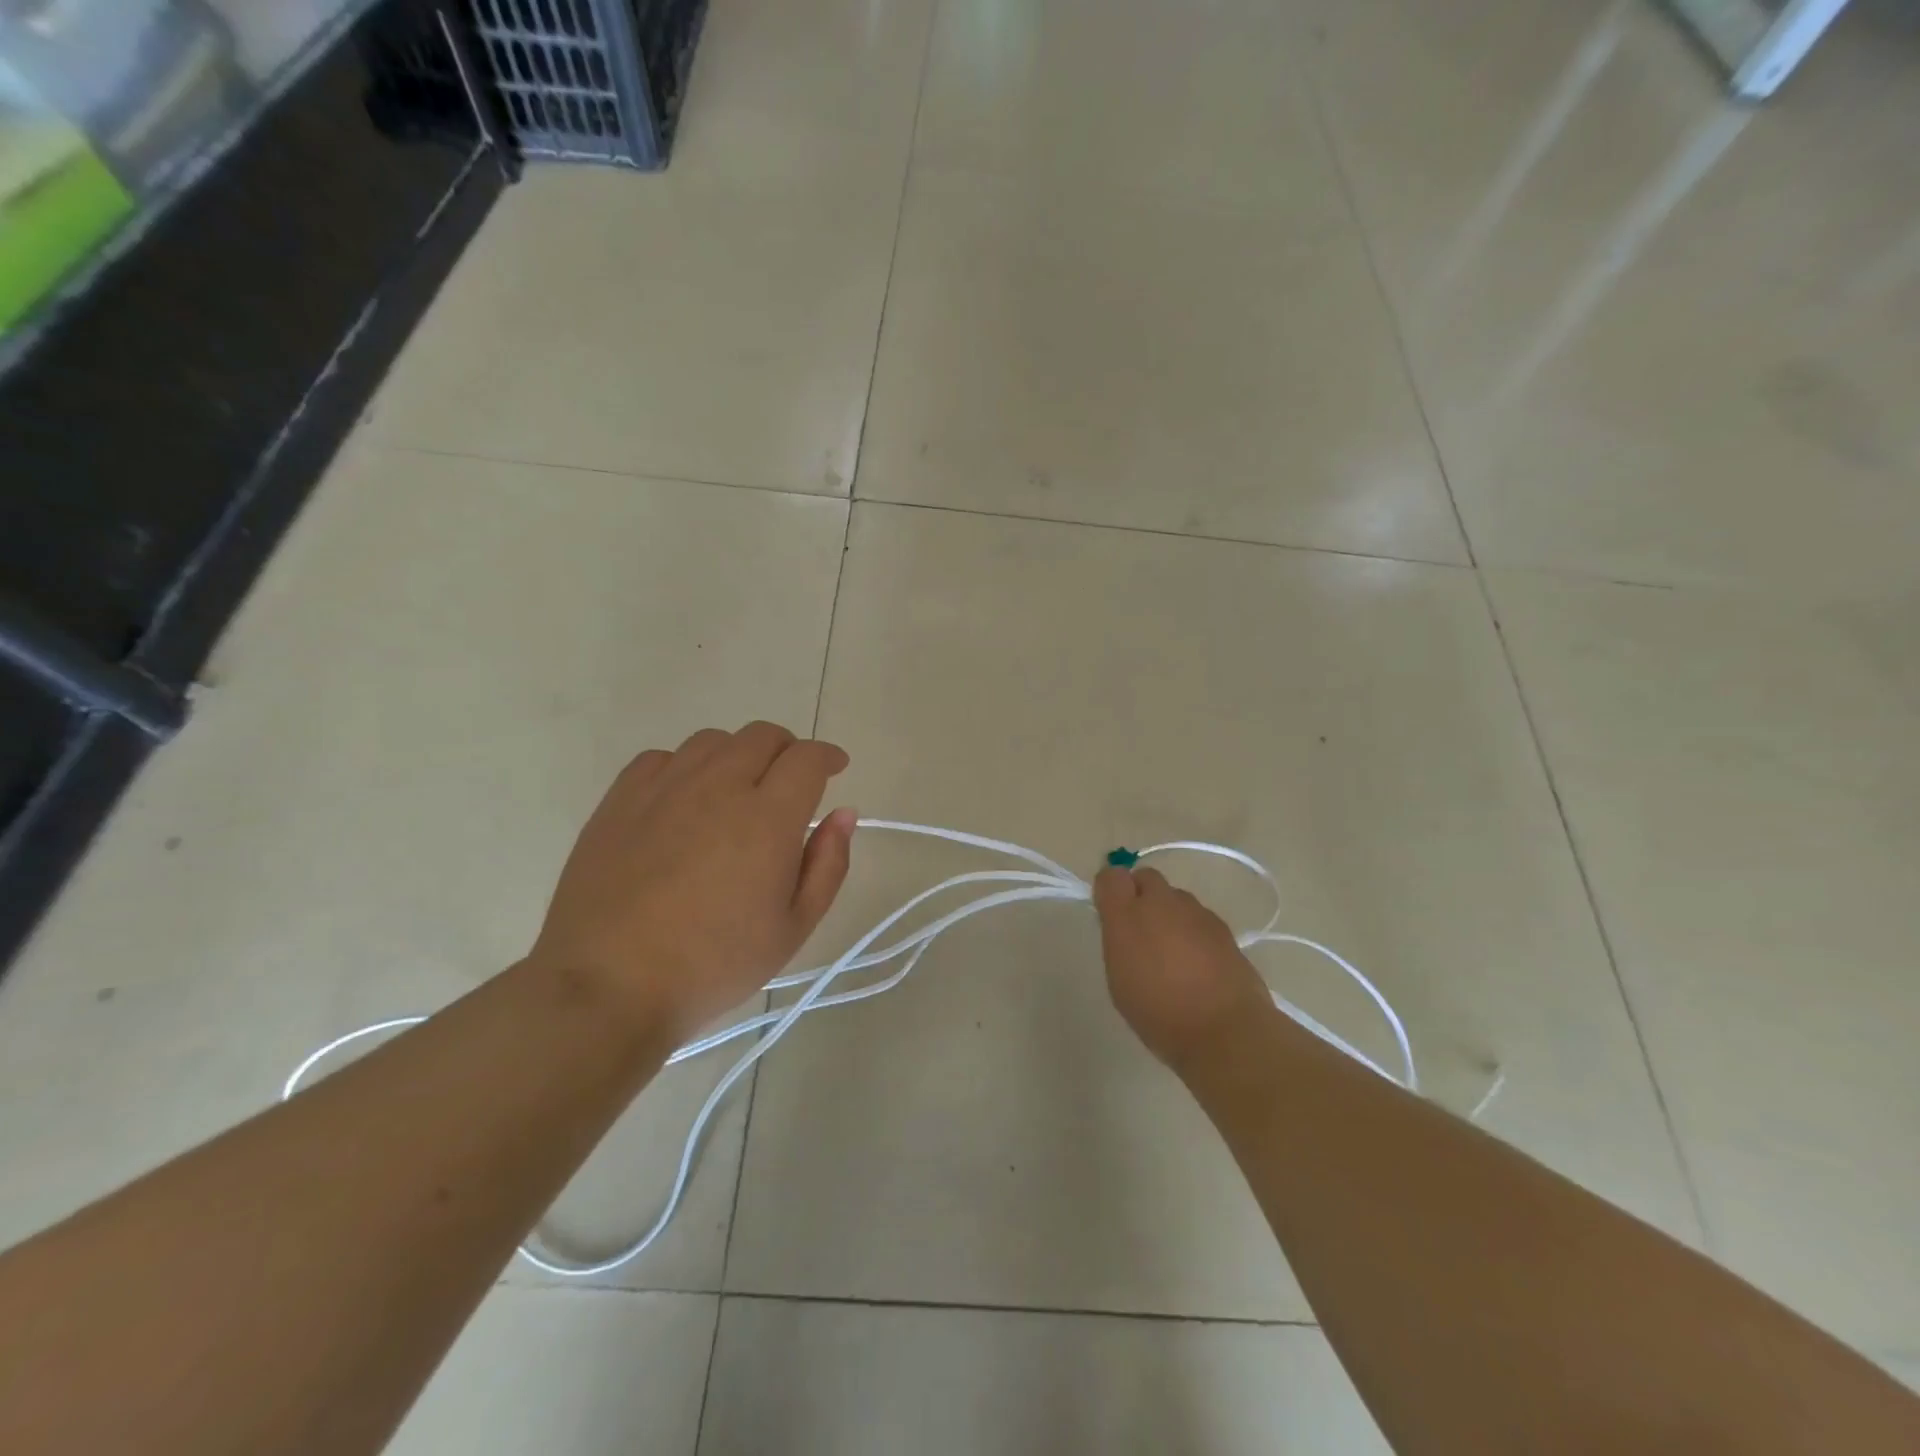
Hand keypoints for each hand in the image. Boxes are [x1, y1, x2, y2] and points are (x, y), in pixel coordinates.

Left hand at [528, 723, 856, 1042]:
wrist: (609, 987)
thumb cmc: (713, 965)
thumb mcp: (793, 928)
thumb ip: (828, 864)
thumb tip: (843, 813)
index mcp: (767, 818)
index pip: (807, 758)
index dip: (827, 756)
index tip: (835, 767)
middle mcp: (718, 787)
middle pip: (762, 736)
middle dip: (788, 749)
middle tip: (791, 780)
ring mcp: (664, 789)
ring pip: (713, 741)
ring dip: (738, 754)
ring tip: (738, 789)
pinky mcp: (620, 800)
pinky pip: (661, 758)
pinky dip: (686, 766)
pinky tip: (684, 799)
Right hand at [1093, 866, 1274, 1071]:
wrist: (1225, 1031)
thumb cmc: (1160, 1014)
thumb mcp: (1120, 981)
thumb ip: (1118, 941)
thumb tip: (1123, 924)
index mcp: (1128, 916)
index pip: (1111, 877)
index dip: (1110, 889)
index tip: (1110, 912)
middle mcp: (1161, 904)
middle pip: (1146, 878)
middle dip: (1140, 894)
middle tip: (1141, 930)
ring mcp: (1196, 912)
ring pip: (1175, 897)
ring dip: (1169, 914)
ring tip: (1173, 952)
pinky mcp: (1222, 927)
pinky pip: (1198, 917)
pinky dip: (1193, 931)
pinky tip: (1198, 963)